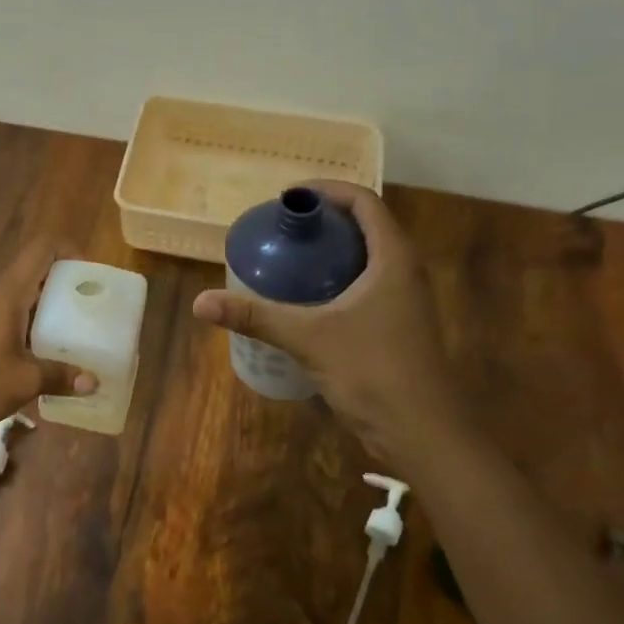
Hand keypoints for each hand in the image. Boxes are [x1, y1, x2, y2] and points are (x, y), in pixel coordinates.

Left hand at [0, 239, 97, 439]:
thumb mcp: (23, 382)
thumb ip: (59, 376)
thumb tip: (92, 381)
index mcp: (9, 294)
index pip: (42, 249)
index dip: (69, 250)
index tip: (91, 274)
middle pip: (36, 273)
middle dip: (67, 286)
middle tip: (93, 309)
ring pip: (24, 299)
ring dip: (50, 311)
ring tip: (77, 335)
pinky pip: (12, 321)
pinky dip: (33, 330)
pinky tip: (46, 358)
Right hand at [190, 181, 473, 471]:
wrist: (422, 432)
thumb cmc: (373, 371)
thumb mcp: (309, 338)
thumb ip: (257, 316)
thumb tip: (201, 303)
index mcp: (393, 259)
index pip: (365, 203)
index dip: (328, 191)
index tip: (290, 197)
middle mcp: (404, 272)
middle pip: (366, 227)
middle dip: (324, 221)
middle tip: (282, 228)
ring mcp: (404, 301)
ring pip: (367, 259)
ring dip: (331, 252)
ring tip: (288, 258)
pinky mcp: (397, 327)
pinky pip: (365, 287)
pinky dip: (336, 281)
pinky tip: (306, 301)